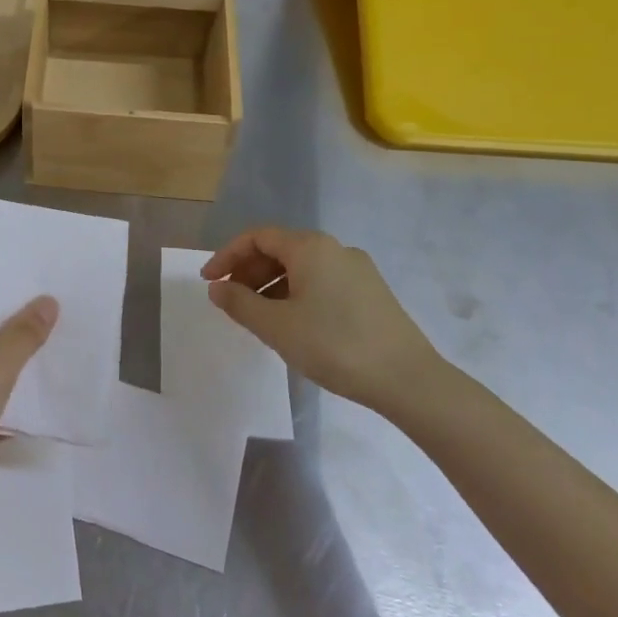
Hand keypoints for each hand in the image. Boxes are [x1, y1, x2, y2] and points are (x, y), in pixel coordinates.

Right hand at [201, 227, 439, 413]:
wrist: (408, 379)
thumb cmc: (334, 345)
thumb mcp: (276, 326)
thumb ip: (240, 304)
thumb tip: (217, 289)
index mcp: (310, 247)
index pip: (257, 237)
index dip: (227, 256)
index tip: (209, 282)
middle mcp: (335, 249)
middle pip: (280, 249)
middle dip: (249, 272)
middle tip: (230, 301)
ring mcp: (357, 270)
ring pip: (302, 268)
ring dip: (271, 286)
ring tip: (257, 317)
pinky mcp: (371, 293)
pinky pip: (321, 282)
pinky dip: (296, 294)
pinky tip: (293, 325)